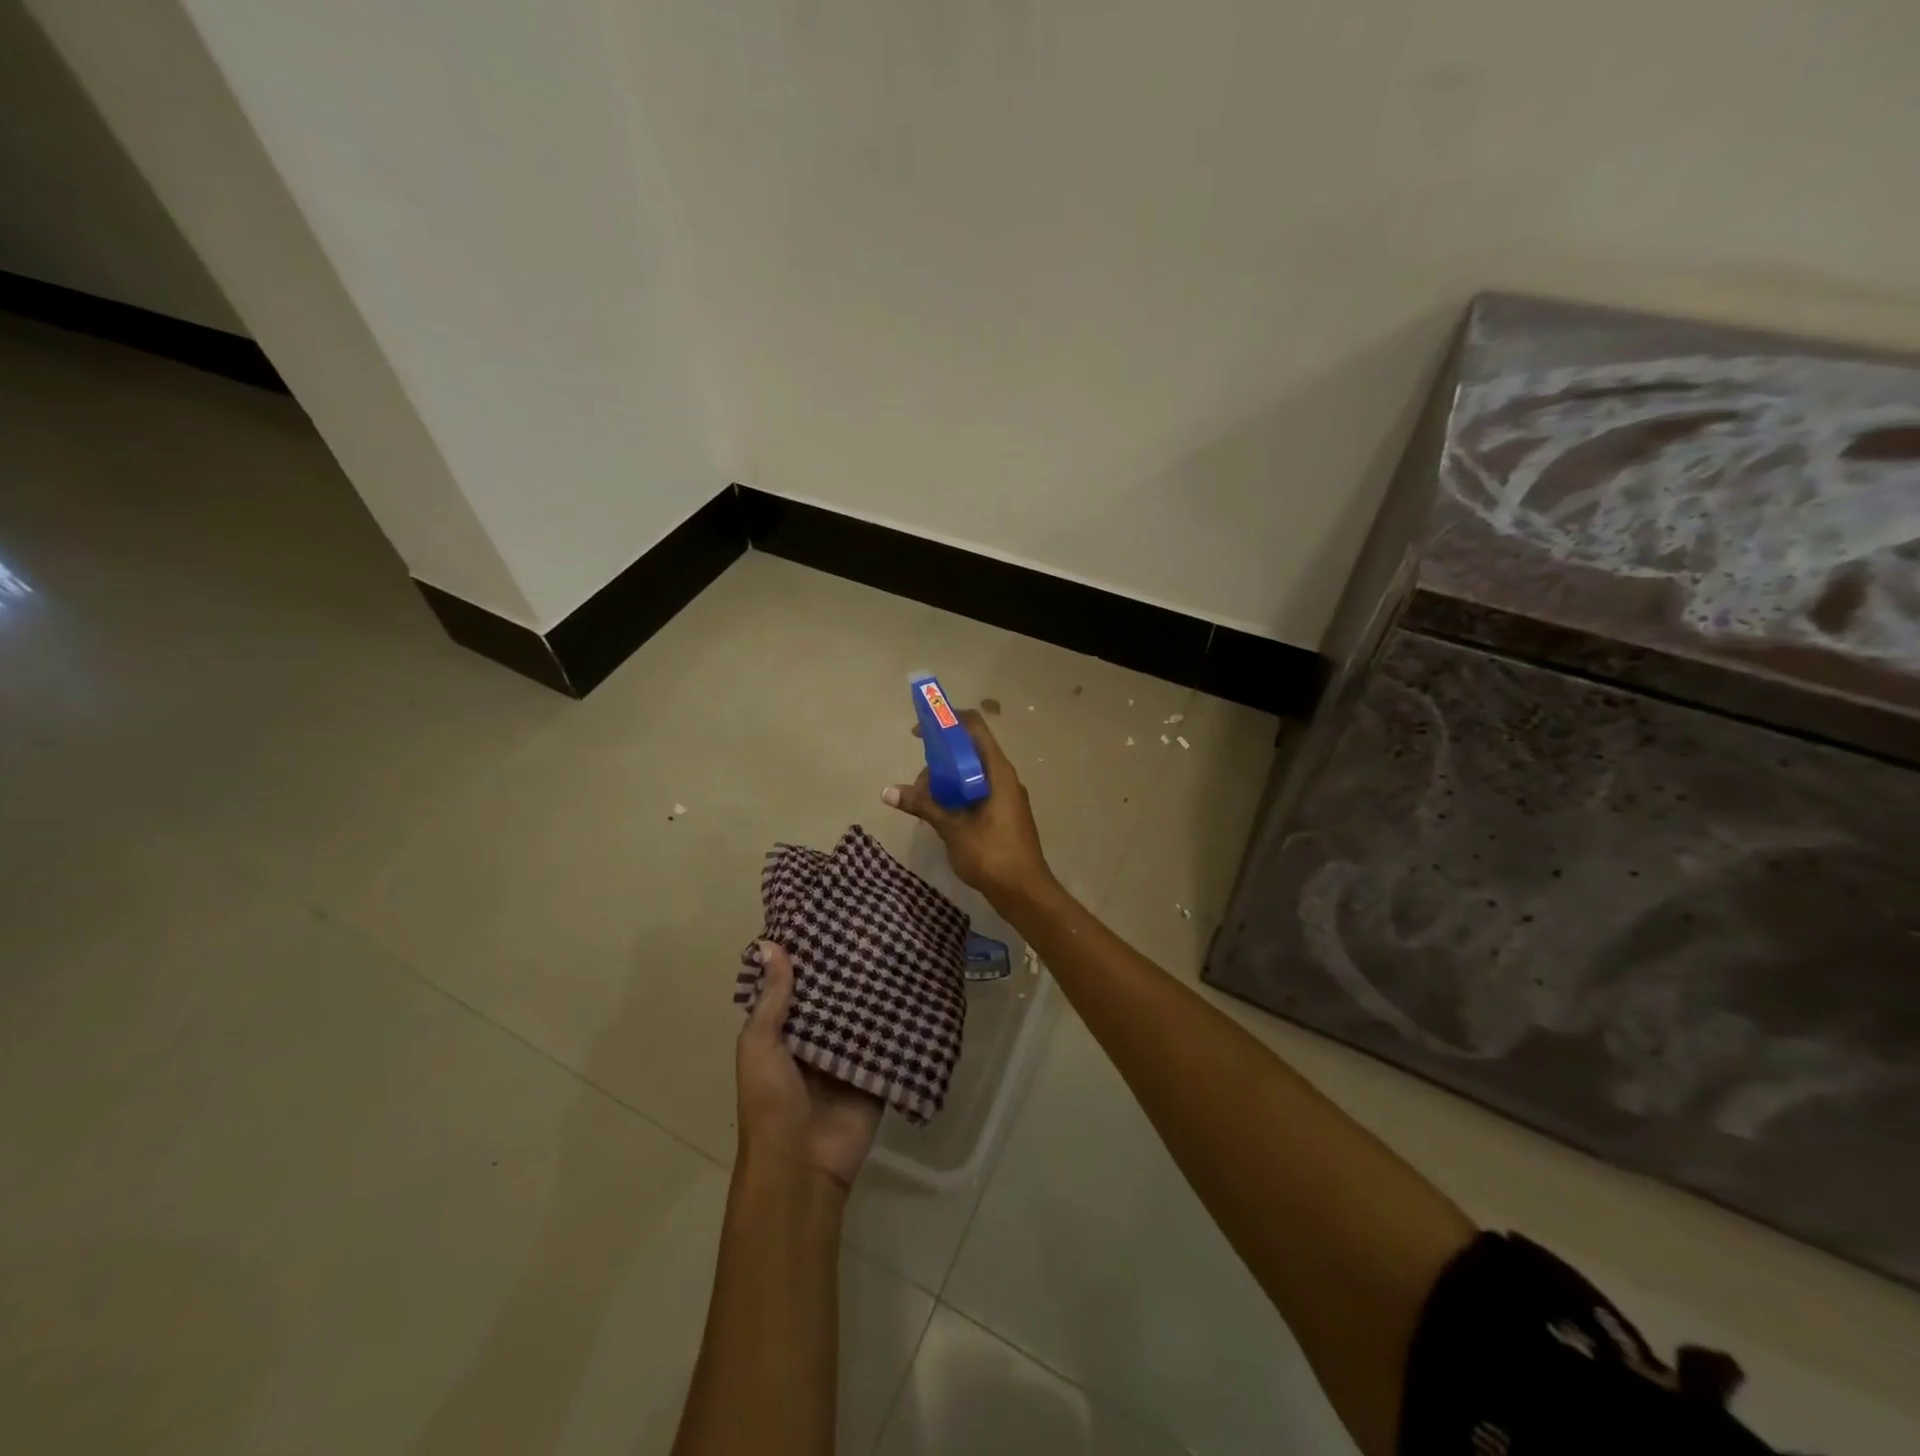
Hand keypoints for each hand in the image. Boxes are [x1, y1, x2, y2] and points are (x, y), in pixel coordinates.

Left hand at [736, 942, 882, 1190]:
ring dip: (876, 994)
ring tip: (898, 948)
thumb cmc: (771, 1102)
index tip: (831, 920)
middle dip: (849, 972)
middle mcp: (816, 1042)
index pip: (799, 987)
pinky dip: (899, 1024)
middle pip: (835, 1000)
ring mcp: (847, 1059)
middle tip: (874, 928)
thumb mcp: (760, 1046)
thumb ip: (772, 999)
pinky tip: (917, 990)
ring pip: (863, 1018)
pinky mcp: (875, 1075)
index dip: (811, 958)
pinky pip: (889, 1045)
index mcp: (784, 1034)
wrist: (802, 1165)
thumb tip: (771, 944)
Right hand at [883, 708, 1052, 905]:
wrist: (1025, 892)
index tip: (920, 732)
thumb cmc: (992, 855)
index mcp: (998, 772)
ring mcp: (1006, 796)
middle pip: (968, 752)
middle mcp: (1004, 777)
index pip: (974, 728)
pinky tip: (941, 816)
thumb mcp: (953, 828)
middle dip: (939, 762)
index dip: (947, 721)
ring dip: (946, 783)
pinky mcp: (1003, 814)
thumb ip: (923, 805)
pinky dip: (957, 796)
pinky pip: (976, 792)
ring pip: (971, 775)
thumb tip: (887, 791)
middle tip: (918, 788)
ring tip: (925, 806)